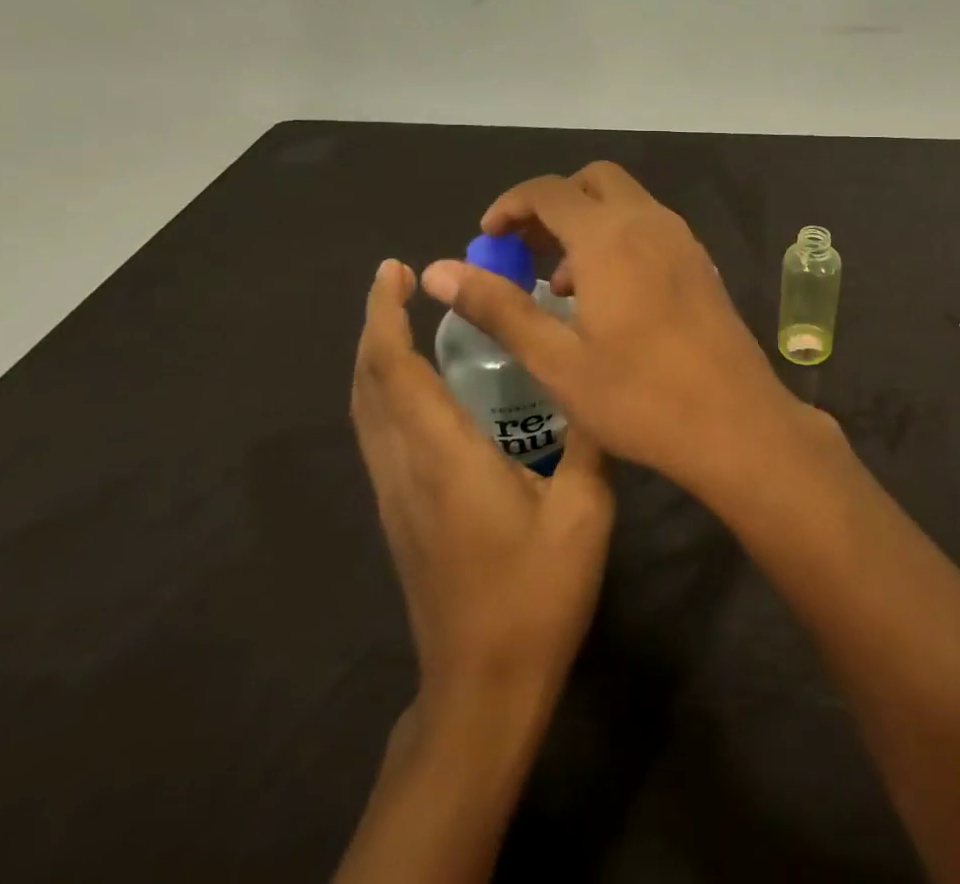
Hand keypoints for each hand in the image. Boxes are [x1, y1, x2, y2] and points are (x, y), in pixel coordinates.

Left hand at [350, 260, 613, 710]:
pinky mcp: (400, 516)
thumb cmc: (536, 595)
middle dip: (372, 325)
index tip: (394, 270)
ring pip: (365, 411)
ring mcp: (395, 496)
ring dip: (374, 357)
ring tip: (402, 318)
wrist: (483, 689)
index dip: (385, 316)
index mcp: (445, 458)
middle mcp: (405, 469)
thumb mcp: (584, 511)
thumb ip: (587, 439)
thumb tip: (594, 380)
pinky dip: (383, 391)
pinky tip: (417, 386)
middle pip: (367, 384)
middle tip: (397, 279)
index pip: (395, 372)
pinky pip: (377, 434)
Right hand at [419, 162, 801, 493]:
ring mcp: (683, 240)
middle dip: (553, 204)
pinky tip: (609, 297)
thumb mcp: (557, 360)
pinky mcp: (701, 263)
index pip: (548, 190)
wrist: (736, 423)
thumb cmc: (639, 397)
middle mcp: (649, 222)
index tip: (488, 239)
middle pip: (594, 181)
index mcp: (609, 237)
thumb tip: (438, 270)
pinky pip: (651, 227)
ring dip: (588, 223)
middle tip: (525, 250)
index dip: (510, 205)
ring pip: (626, 203)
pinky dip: (620, 238)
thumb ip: (498, 308)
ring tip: (561, 284)